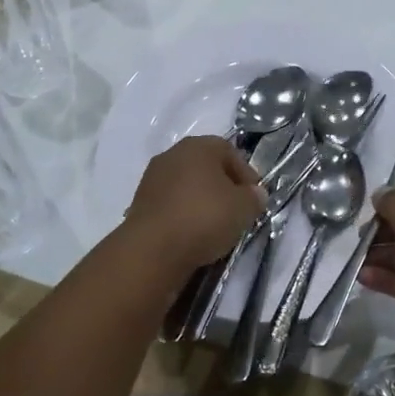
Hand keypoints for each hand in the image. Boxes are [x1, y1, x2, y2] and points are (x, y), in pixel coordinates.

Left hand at [122, 136, 263, 274]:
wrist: (153, 248)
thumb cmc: (204, 217)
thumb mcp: (244, 208)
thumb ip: (254, 197)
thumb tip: (254, 194)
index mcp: (198, 146)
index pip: (229, 151)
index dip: (246, 174)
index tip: (254, 198)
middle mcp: (172, 154)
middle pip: (206, 167)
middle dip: (223, 187)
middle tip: (236, 211)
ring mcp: (152, 178)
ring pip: (187, 186)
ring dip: (202, 202)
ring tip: (215, 227)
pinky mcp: (140, 203)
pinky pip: (171, 204)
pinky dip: (183, 215)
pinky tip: (192, 234)